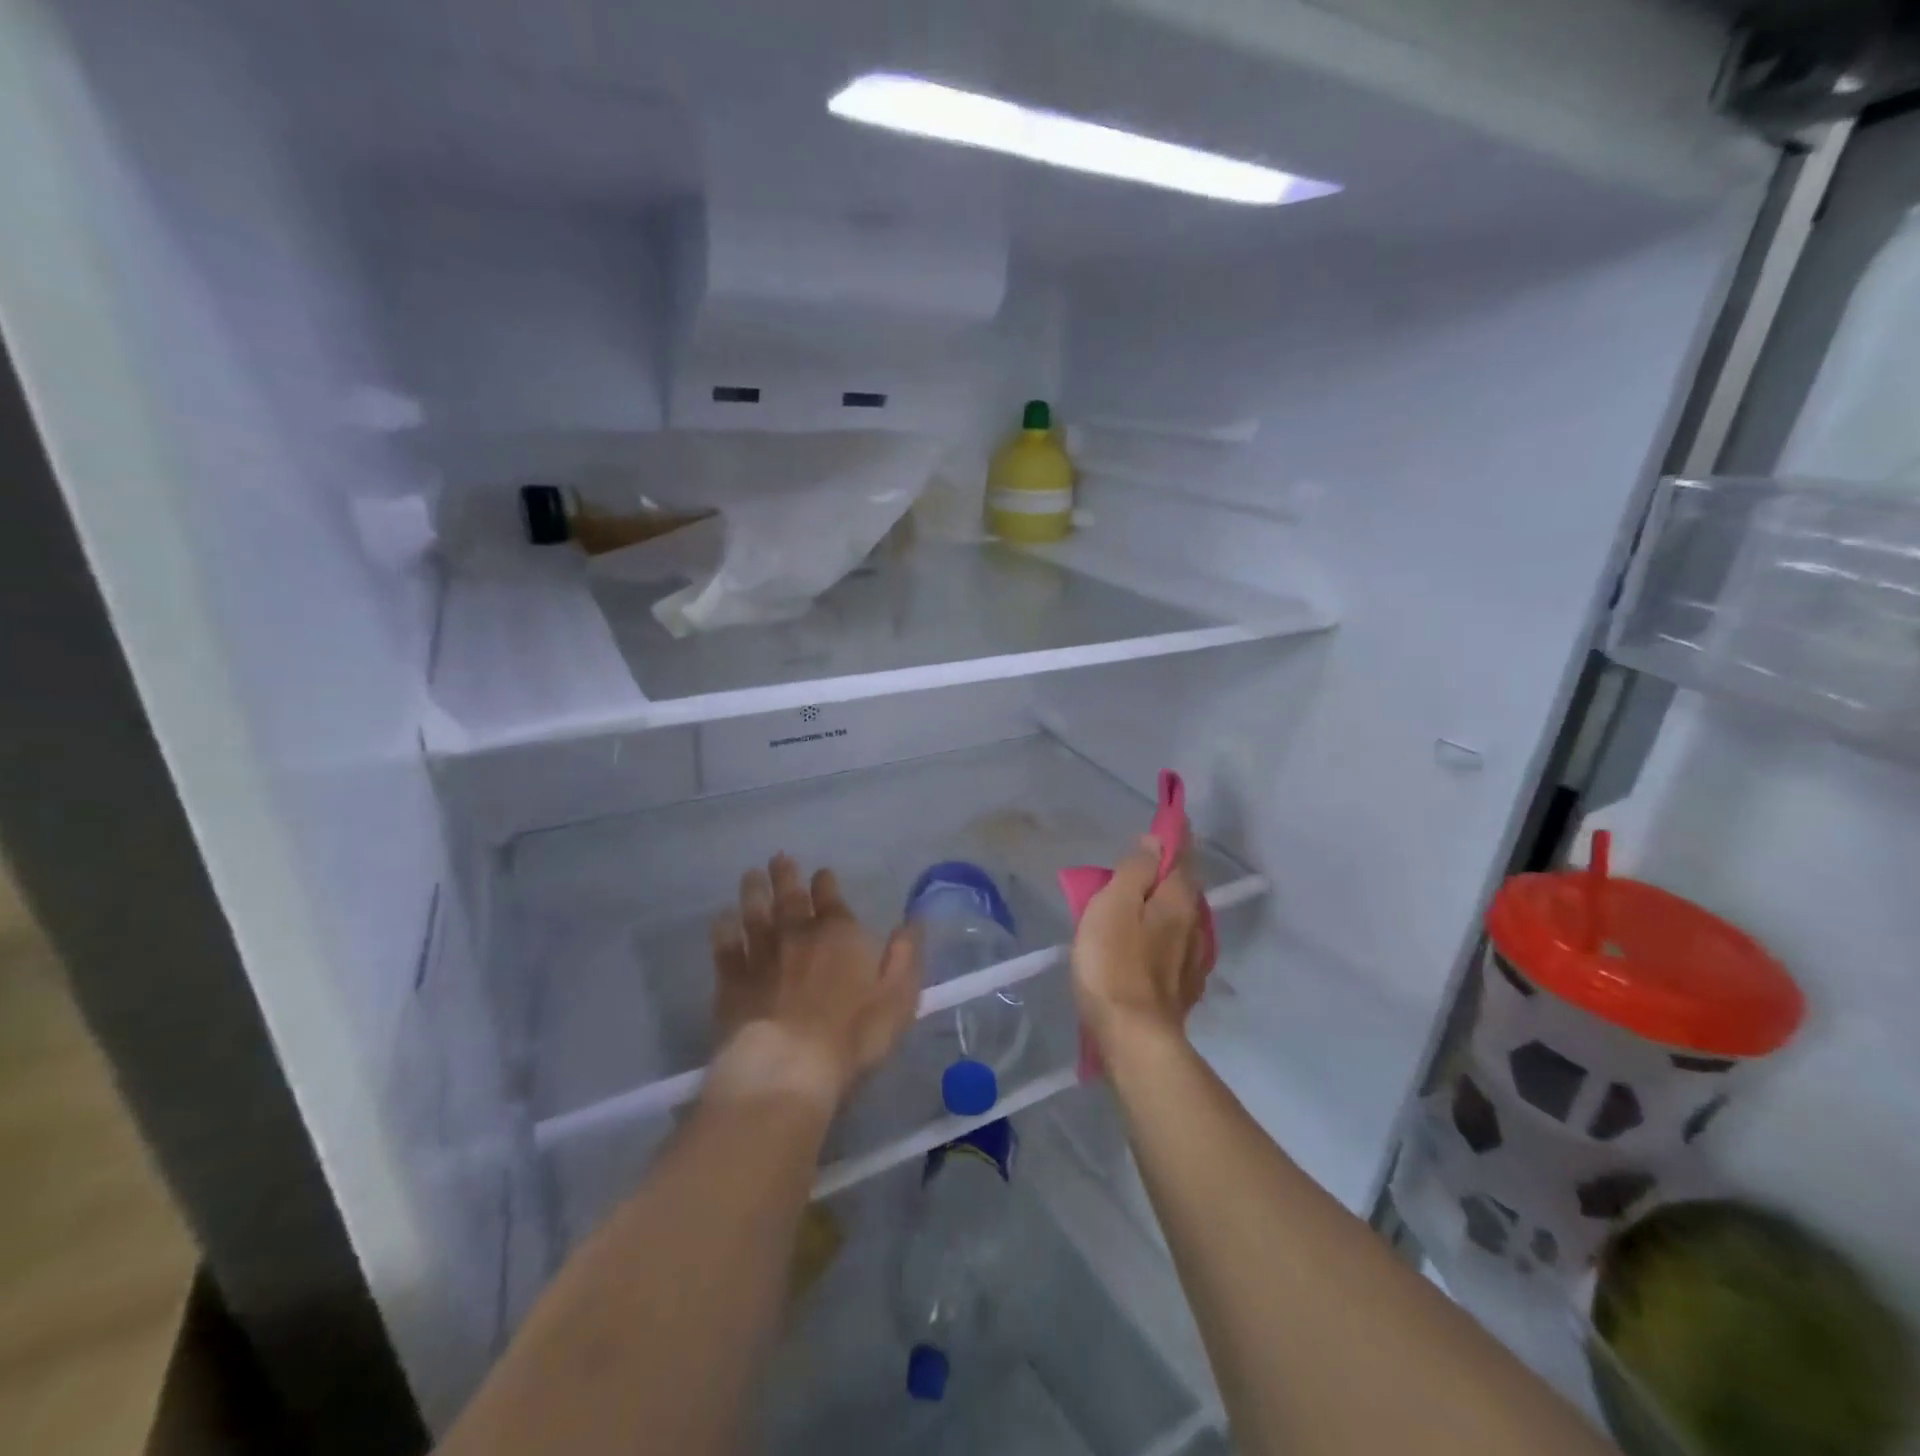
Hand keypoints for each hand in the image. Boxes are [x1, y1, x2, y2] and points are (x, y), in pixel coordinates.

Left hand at [707, 855, 919, 1113]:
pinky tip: (721, 919)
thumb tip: (913, 920)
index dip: (825, 883)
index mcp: (838, 934)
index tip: (821, 873)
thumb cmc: (853, 1035)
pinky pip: (726, 947)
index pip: (830, 898)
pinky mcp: (732, 980)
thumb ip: (906, 956)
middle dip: (785, 876)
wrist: (787, 1068)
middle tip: (778, 858)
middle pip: (789, 897)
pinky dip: (723, 929)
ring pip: (755, 913)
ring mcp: (761, 955)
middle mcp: (797, 934)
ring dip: (754, 892)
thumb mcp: (899, 997)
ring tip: (750, 875)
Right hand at [1071, 837, 1209, 1056]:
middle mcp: (1196, 924)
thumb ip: (1135, 870)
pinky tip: (1150, 943)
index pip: (1181, 854)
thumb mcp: (1113, 905)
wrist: (1134, 1037)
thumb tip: (1154, 842)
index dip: (1173, 834)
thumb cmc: (1114, 963)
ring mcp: (1194, 958)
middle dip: (1165, 871)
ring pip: (1181, 917)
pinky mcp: (1185, 987)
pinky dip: (1163, 933)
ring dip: (1164, 903)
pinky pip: (1176, 945)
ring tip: (1140, 902)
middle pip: (1183, 886)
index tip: (1168, 817)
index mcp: (1179, 899)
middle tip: (1137, 864)